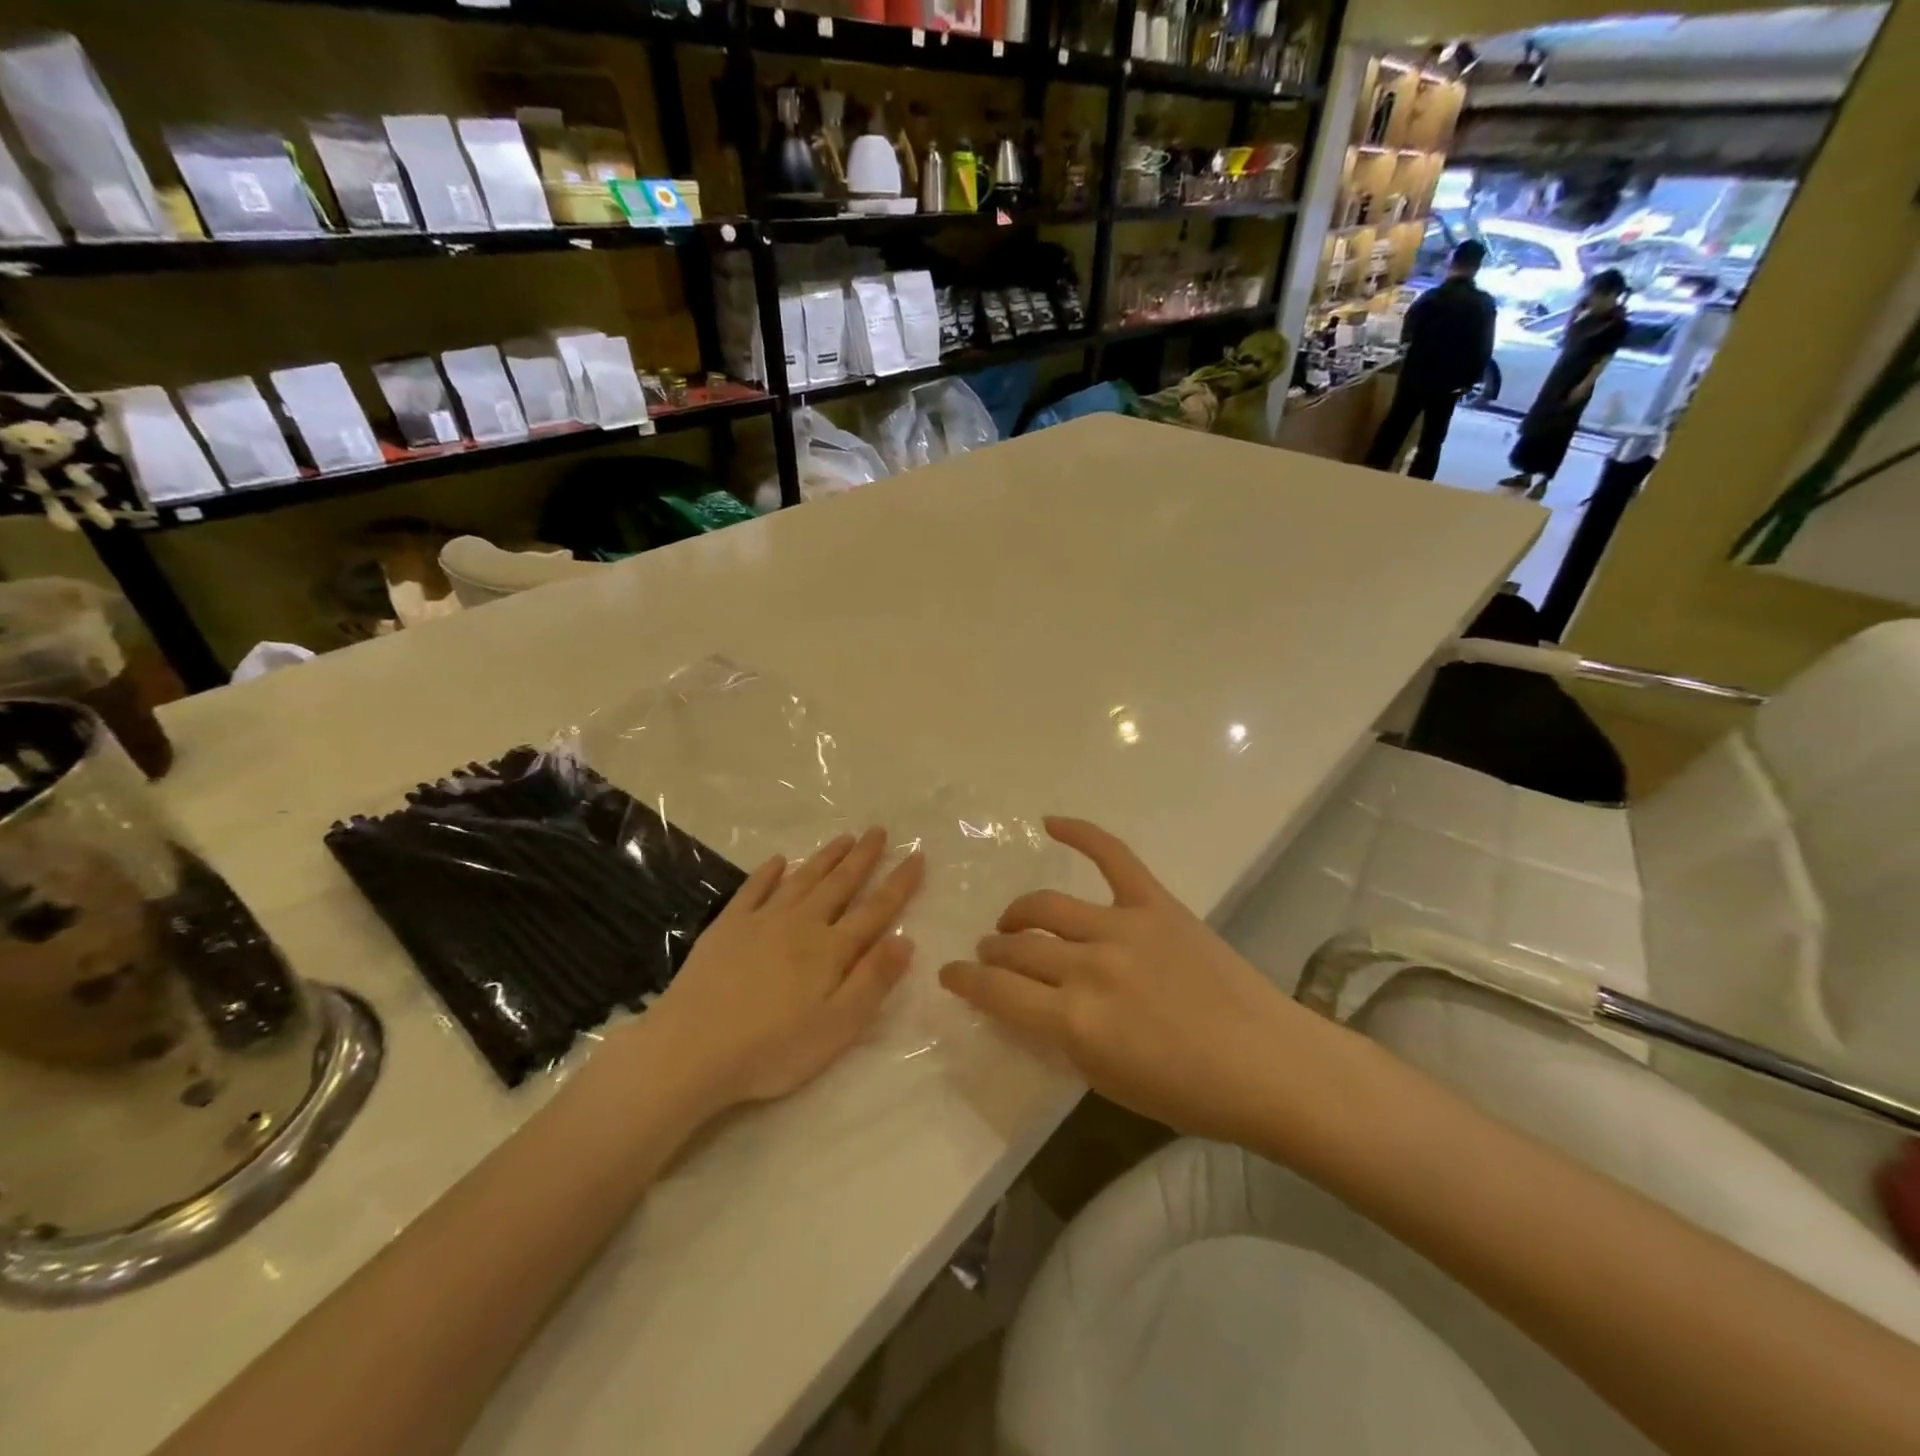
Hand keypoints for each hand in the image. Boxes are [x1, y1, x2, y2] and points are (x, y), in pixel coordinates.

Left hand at [641, 827, 923, 1114]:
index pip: (875, 910)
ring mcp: (761, 921)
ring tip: (844, 838)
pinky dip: (768, 873)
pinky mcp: (727, 927)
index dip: (899, 883)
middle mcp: (801, 924)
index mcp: (831, 950)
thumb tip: (906, 939)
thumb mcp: (837, 1027)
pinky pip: (753, 890)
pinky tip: (777, 861)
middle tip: (879, 831)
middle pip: (840, 884)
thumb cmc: (771, 1049)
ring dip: (825, 857)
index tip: (916, 855)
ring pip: (802, 879)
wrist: (691, 1050)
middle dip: (863, 857)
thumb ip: (873, 981)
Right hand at [939, 818, 1330, 1146]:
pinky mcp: (1155, 903)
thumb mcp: (1108, 1081)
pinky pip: (1111, 856)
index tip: (950, 974)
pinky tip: (1050, 822)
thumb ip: (1062, 1038)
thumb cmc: (1191, 1093)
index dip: (965, 981)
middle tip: (990, 953)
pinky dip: (1080, 833)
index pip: (997, 991)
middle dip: (993, 951)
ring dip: (1018, 913)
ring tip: (1011, 921)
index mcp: (1076, 1022)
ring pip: (1047, 906)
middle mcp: (1089, 967)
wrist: (1269, 1064)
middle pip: (1019, 947)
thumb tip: (1030, 1004)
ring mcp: (1123, 927)